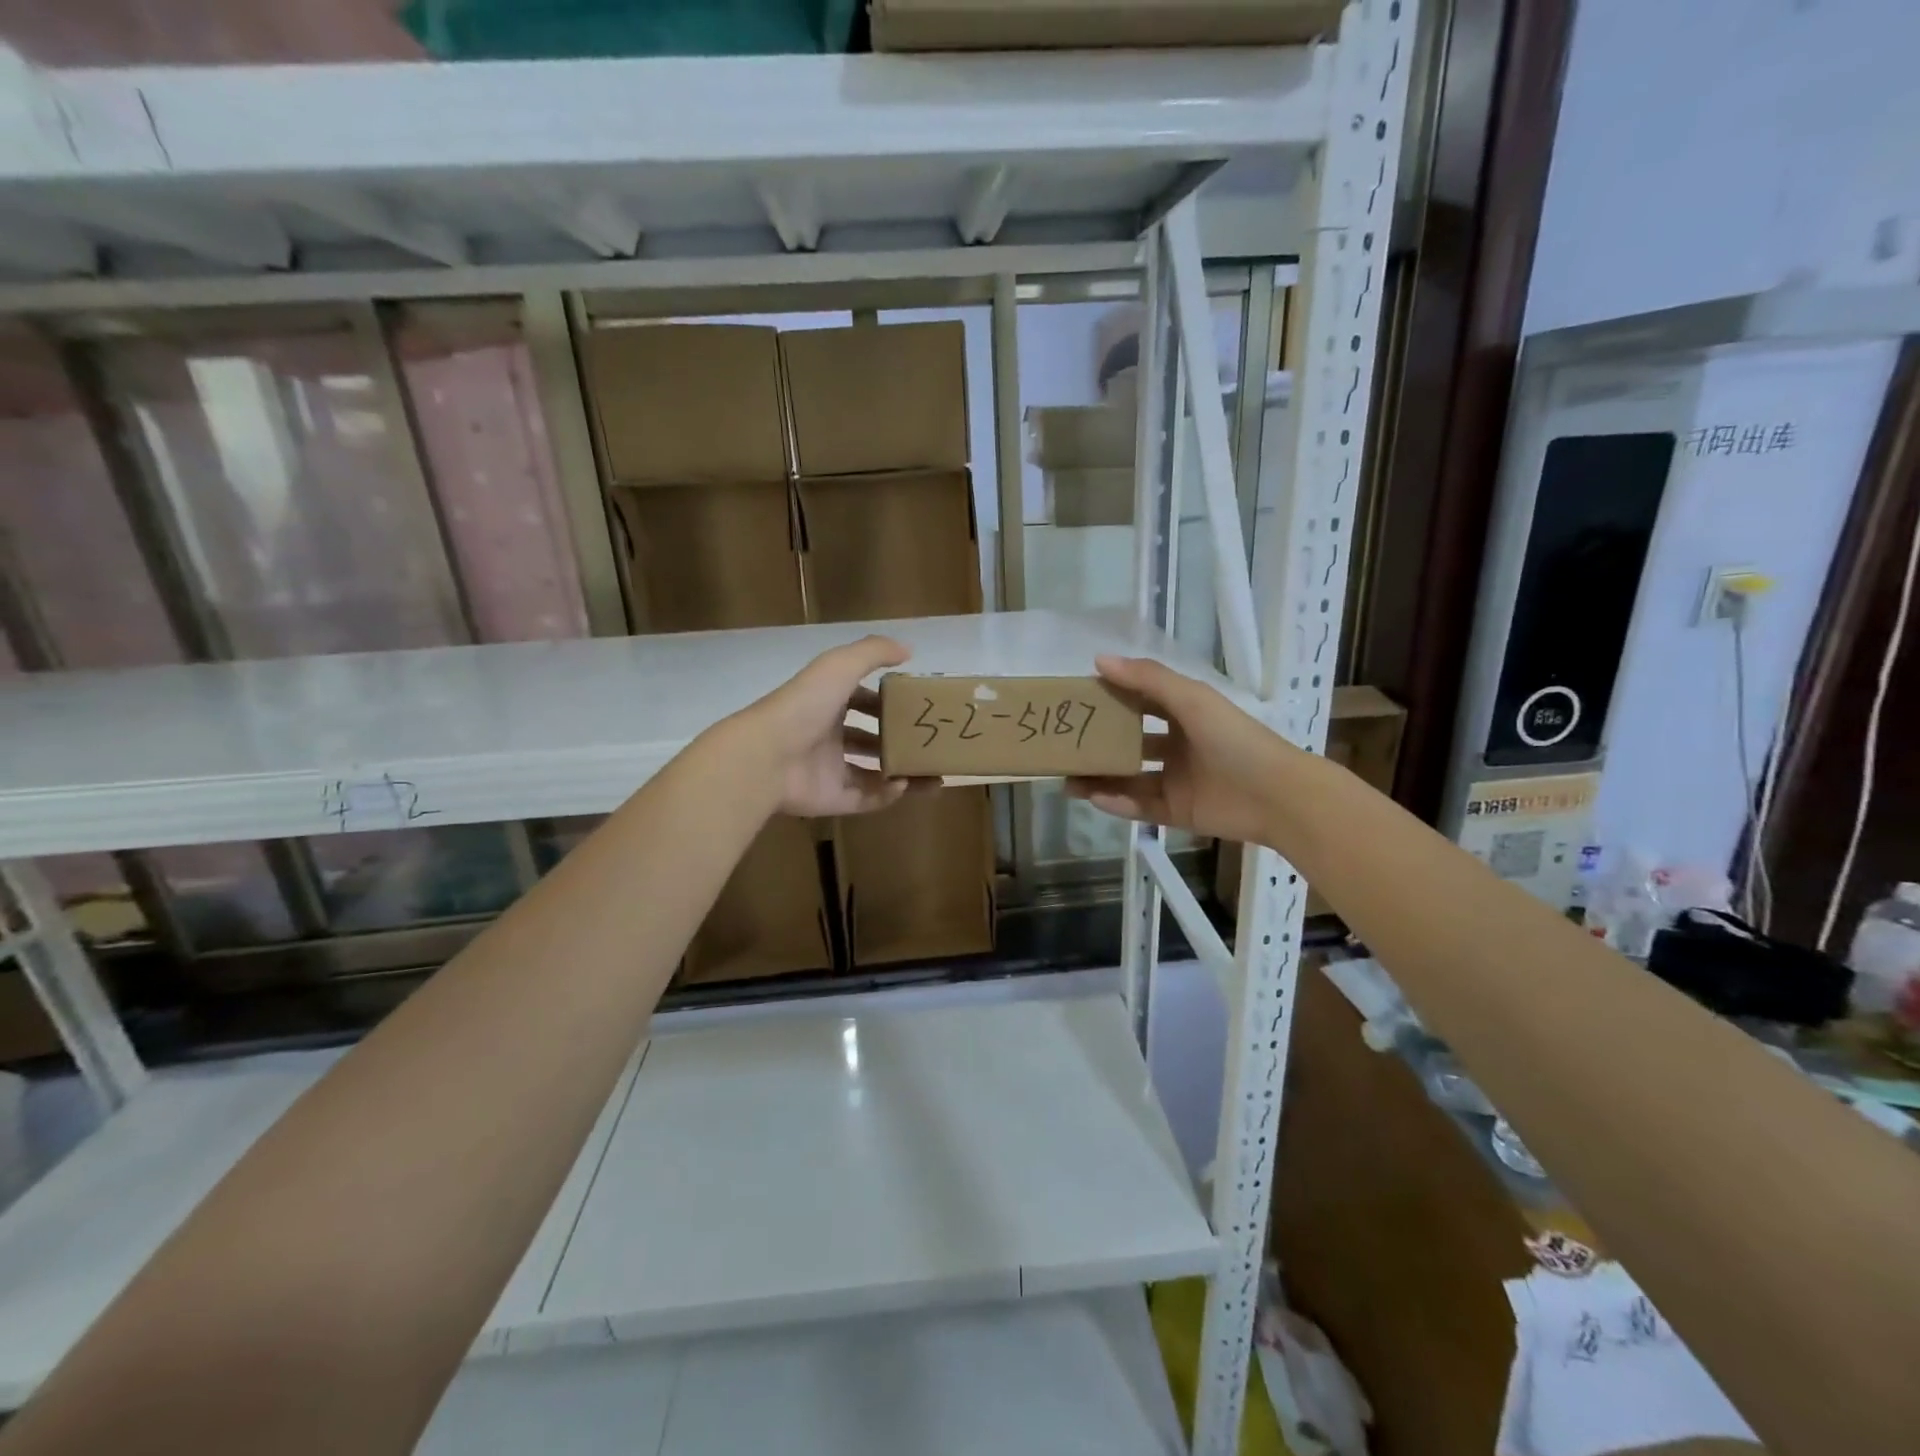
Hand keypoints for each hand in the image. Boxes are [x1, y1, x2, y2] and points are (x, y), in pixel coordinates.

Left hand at [735, 635, 926, 817]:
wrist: (767, 756)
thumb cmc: (805, 706)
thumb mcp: (840, 665)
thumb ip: (874, 652)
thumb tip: (908, 650)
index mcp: (828, 703)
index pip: (863, 700)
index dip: (887, 701)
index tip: (917, 704)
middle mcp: (829, 735)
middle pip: (870, 738)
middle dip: (899, 740)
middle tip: (931, 742)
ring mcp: (830, 769)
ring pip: (875, 772)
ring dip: (904, 771)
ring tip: (935, 773)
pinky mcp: (833, 798)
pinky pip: (867, 798)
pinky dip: (888, 794)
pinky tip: (905, 784)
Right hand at [1066, 655, 1296, 844]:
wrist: (1277, 795)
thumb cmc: (1234, 739)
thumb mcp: (1191, 700)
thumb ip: (1147, 679)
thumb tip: (1099, 660)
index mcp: (1184, 716)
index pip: (1140, 703)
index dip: (1111, 699)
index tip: (1077, 700)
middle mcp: (1178, 746)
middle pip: (1130, 744)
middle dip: (1099, 745)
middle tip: (1065, 747)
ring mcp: (1176, 781)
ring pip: (1128, 779)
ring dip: (1100, 779)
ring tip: (1067, 780)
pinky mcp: (1177, 812)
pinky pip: (1140, 807)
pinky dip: (1118, 804)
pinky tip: (1095, 798)